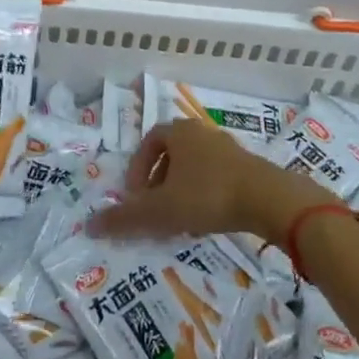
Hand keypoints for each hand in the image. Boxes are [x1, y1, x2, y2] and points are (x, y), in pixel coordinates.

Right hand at [89, 120, 333, 244]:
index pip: (148, 141)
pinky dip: (204, 196)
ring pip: (193, 168)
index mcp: (178, 132)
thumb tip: (90, 226)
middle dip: (158, 183)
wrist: (269, 199)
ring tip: (179, 221)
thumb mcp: (160, 210)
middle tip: (154, 210)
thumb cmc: (207, 195)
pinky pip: (215, 177)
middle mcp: (201, 133)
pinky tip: (206, 221)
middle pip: (171, 155)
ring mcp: (227, 148)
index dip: (137, 169)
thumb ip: (125, 218)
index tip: (135, 197)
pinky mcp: (247, 167)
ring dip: (181, 192)